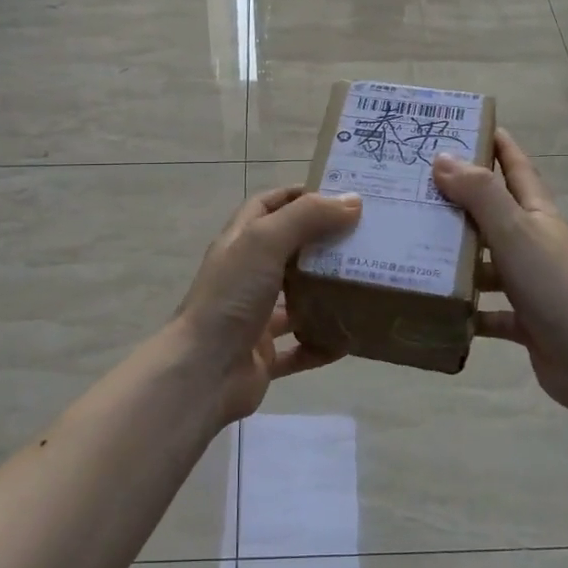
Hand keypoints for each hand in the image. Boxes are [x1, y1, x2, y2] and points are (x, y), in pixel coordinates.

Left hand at [173, 185, 362, 424]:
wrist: (202, 373)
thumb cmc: (231, 297)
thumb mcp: (265, 242)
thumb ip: (306, 217)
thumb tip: (352, 200)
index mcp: (240, 243)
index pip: (267, 206)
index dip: (298, 196)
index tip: (339, 195)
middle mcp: (246, 276)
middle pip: (288, 251)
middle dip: (323, 244)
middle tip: (365, 239)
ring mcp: (253, 317)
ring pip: (296, 300)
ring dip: (326, 295)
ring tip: (365, 285)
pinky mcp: (263, 355)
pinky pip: (300, 348)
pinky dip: (322, 344)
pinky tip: (350, 341)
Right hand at [433, 129, 567, 412]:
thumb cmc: (553, 286)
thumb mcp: (514, 232)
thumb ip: (480, 194)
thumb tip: (443, 158)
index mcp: (538, 215)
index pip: (516, 167)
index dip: (496, 144)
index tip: (466, 125)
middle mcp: (536, 243)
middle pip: (495, 213)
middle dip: (460, 199)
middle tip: (416, 188)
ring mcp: (532, 282)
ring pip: (488, 261)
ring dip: (458, 256)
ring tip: (415, 247)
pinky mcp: (526, 319)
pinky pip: (489, 309)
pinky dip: (467, 308)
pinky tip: (439, 306)